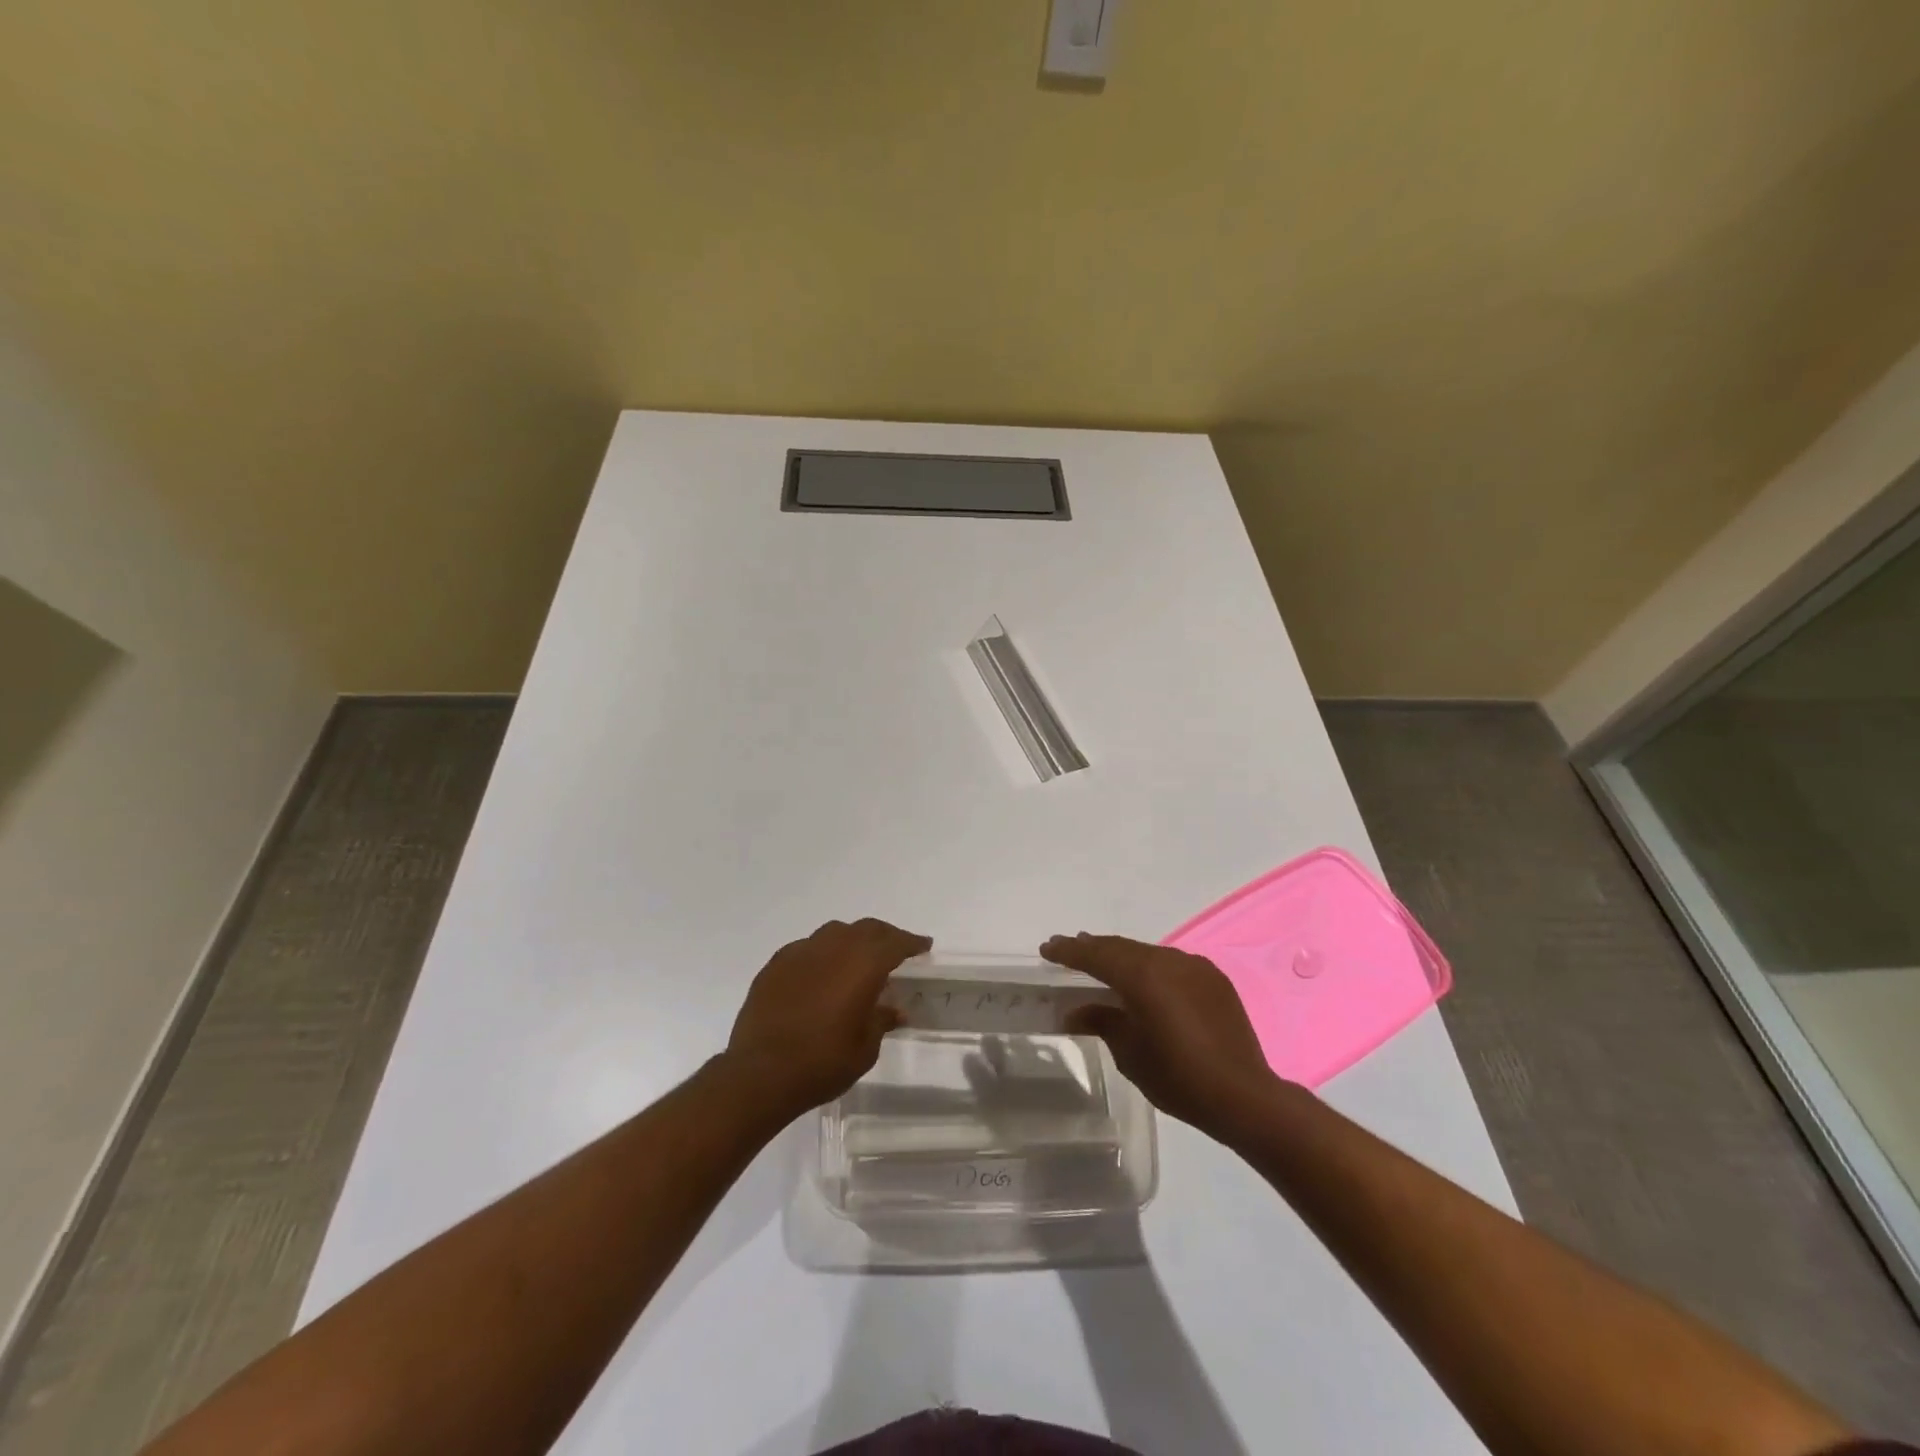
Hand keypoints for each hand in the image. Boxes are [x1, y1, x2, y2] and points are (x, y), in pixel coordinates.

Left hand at [726, 918, 930, 1116]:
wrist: (760, 1073)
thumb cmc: (822, 1063)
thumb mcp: (864, 1048)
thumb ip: (881, 1021)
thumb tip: (895, 1010)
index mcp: (863, 964)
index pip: (895, 943)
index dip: (912, 943)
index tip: (923, 945)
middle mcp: (833, 948)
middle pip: (866, 929)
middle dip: (885, 936)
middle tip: (895, 949)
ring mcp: (800, 952)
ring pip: (834, 933)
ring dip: (852, 940)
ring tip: (857, 959)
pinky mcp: (775, 965)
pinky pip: (807, 948)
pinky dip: (821, 954)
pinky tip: (820, 973)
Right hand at [1041, 932, 1278, 1134]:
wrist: (1245, 1097)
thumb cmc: (1179, 1078)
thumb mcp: (1130, 1053)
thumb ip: (1102, 1022)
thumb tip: (1075, 1010)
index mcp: (1143, 975)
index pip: (1096, 955)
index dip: (1069, 951)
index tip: (1047, 948)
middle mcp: (1168, 960)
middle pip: (1121, 948)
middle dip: (1093, 949)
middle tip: (1068, 951)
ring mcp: (1194, 967)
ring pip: (1147, 953)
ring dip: (1122, 957)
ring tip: (1102, 963)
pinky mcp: (1213, 980)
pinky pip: (1171, 965)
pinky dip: (1150, 968)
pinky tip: (1144, 982)